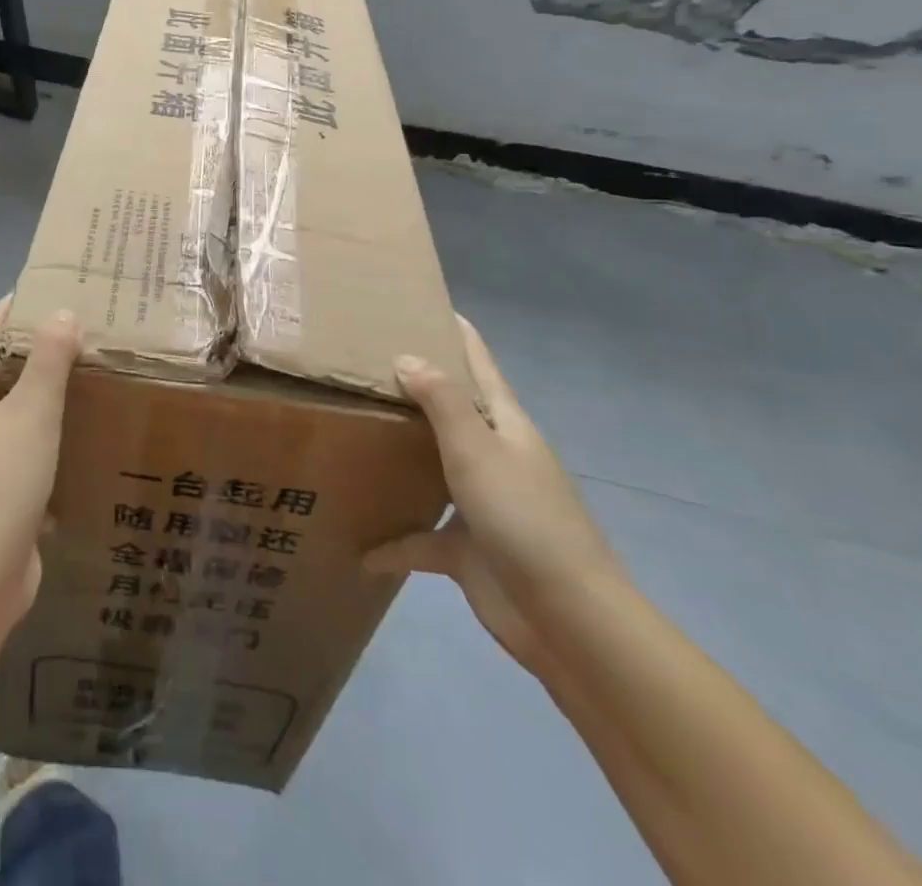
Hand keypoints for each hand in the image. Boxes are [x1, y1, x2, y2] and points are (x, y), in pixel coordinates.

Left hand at [0, 297, 80, 632]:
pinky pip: (25, 453)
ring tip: (92, 376)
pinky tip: (85, 436)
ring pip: (15, 416)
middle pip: (1, 375)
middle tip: (85, 331)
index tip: (47, 287)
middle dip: (38, 353)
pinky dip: (50, 438)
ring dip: (47, 397)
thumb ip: (48, 361)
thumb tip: (61, 314)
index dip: (13, 312)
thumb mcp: (29, 414)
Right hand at [364, 314, 623, 676]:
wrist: (566, 617)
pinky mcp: (467, 548)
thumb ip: (442, 401)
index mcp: (505, 425)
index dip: (457, 333)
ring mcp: (481, 503)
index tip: (422, 304)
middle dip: (416, 387)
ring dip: (400, 455)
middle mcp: (492, 456)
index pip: (480, 365)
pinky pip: (421, 538)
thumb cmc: (523, 517)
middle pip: (452, 411)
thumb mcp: (478, 449)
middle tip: (365, 363)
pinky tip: (360, 547)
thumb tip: (407, 356)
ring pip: (432, 467)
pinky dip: (393, 542)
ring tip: (355, 432)